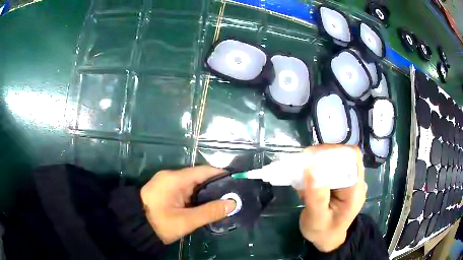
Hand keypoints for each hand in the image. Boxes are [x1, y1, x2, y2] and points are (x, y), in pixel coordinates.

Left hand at [140, 166, 235, 243]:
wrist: (135, 227)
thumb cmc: (159, 223)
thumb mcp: (186, 221)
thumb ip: (209, 212)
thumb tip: (232, 203)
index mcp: (174, 179)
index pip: (202, 171)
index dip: (220, 175)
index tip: (236, 182)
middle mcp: (170, 177)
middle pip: (198, 178)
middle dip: (215, 187)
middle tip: (232, 196)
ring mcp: (166, 184)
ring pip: (192, 186)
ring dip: (205, 193)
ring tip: (223, 201)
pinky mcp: (165, 192)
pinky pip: (184, 191)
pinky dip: (196, 197)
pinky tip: (205, 205)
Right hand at [298, 145, 366, 251]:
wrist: (327, 240)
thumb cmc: (323, 232)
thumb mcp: (317, 219)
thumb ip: (316, 197)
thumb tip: (311, 169)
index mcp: (355, 189)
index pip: (351, 157)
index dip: (333, 151)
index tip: (312, 158)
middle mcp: (355, 181)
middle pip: (343, 155)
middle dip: (322, 156)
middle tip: (302, 164)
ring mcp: (349, 181)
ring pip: (336, 159)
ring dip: (318, 162)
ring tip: (302, 173)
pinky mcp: (341, 182)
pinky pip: (330, 167)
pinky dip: (317, 169)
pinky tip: (306, 180)